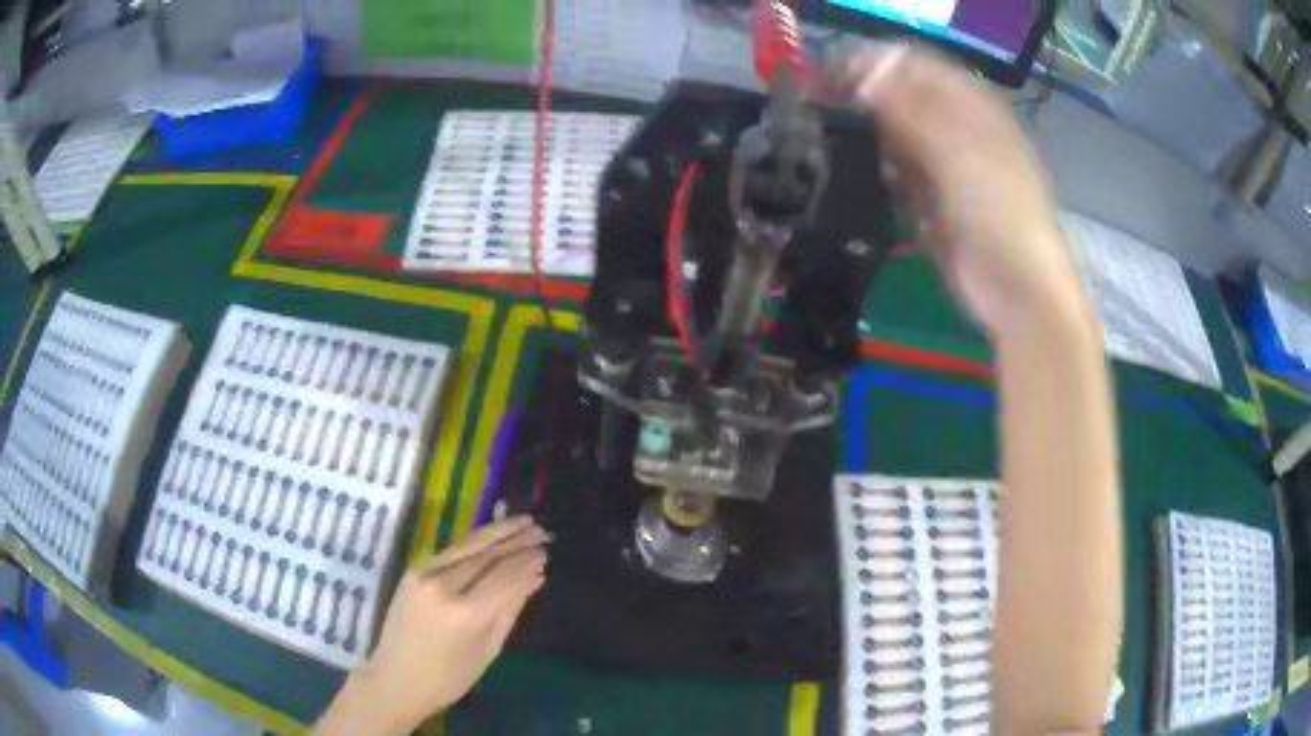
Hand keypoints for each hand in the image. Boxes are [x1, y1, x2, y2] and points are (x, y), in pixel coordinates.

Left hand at [315, 517, 548, 735]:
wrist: (396, 677)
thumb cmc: (449, 677)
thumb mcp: (488, 649)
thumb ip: (511, 609)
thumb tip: (536, 576)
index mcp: (466, 612)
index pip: (505, 575)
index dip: (527, 560)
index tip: (546, 551)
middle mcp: (444, 585)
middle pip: (487, 555)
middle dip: (516, 540)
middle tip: (541, 530)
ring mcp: (425, 574)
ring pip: (468, 546)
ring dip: (497, 532)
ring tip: (523, 522)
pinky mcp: (414, 570)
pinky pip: (451, 551)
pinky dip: (475, 542)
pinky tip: (491, 537)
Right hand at [834, 45, 1087, 337]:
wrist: (1018, 293)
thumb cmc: (1001, 216)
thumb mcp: (959, 156)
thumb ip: (912, 114)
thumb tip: (866, 76)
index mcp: (978, 113)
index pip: (925, 73)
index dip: (884, 67)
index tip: (839, 75)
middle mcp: (964, 135)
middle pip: (912, 105)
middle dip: (875, 104)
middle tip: (836, 109)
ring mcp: (952, 172)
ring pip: (904, 141)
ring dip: (880, 142)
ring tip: (854, 146)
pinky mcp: (938, 206)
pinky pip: (904, 179)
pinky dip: (888, 176)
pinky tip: (875, 179)